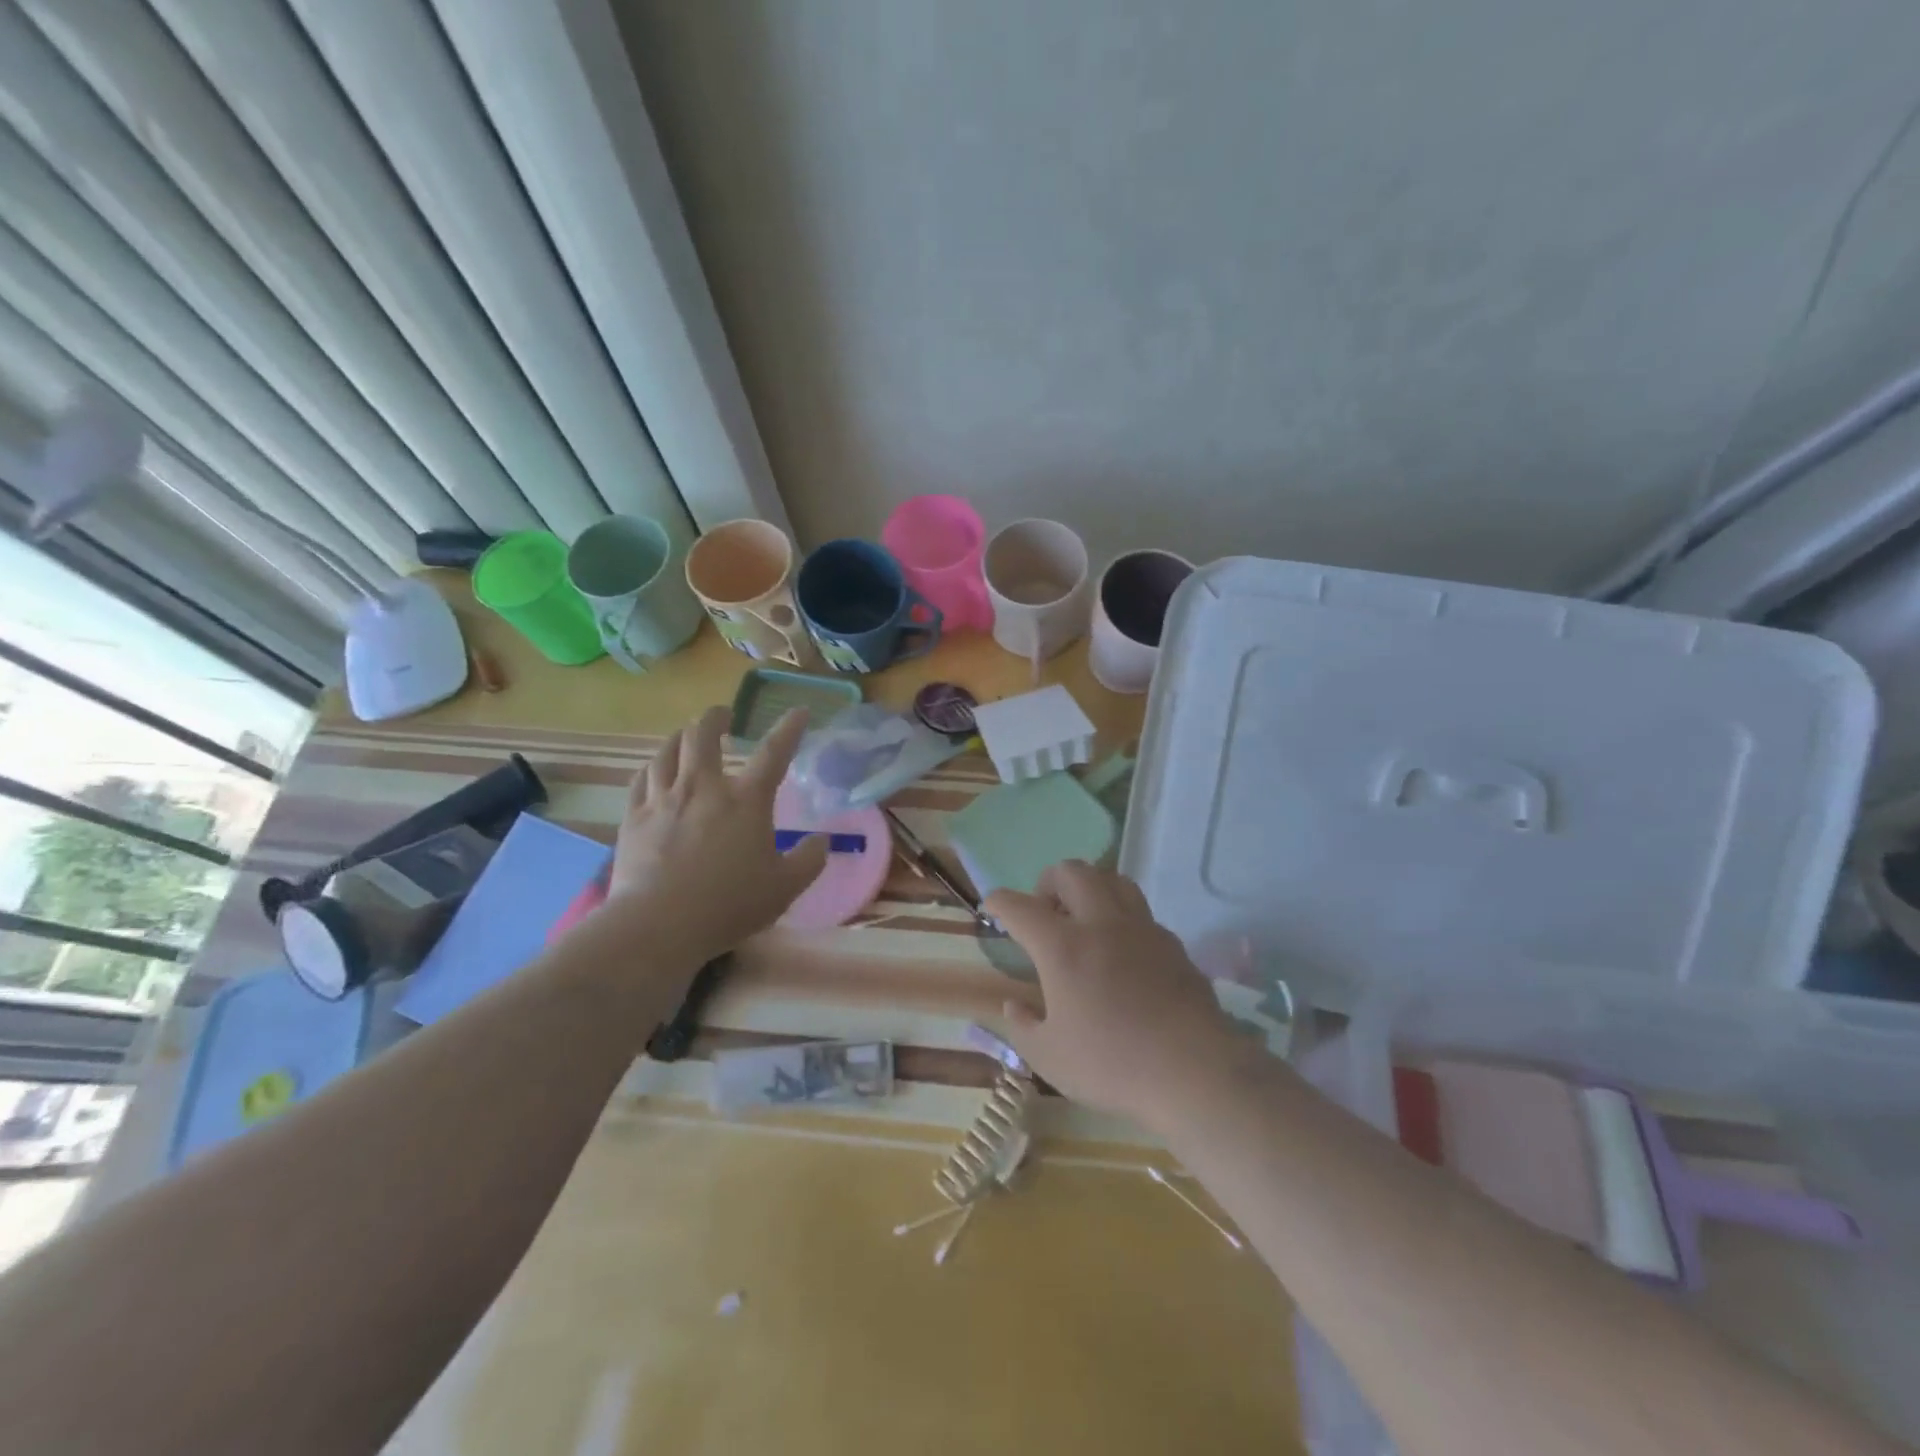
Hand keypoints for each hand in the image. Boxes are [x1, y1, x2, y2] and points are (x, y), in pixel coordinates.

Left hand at [603, 706, 827, 965]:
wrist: (658, 925)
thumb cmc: (729, 905)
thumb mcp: (785, 888)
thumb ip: (809, 860)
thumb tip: (822, 840)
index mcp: (746, 801)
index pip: (774, 752)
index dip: (790, 728)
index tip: (799, 711)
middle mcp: (703, 788)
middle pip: (703, 734)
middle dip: (715, 717)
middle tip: (724, 716)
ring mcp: (663, 799)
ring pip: (667, 750)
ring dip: (681, 737)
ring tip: (687, 737)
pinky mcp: (634, 817)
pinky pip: (641, 778)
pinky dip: (653, 767)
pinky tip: (655, 771)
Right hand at [986, 861, 1237, 1127]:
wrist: (1195, 1072)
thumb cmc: (1113, 1065)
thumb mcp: (1049, 1058)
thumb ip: (1023, 1027)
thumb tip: (1013, 1005)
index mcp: (1063, 947)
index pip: (1020, 906)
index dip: (1000, 901)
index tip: (992, 907)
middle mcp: (1102, 924)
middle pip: (1071, 872)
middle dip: (1048, 881)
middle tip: (1044, 910)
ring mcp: (1142, 929)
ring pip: (1113, 880)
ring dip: (1090, 888)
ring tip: (1083, 918)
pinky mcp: (1173, 944)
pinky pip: (1141, 913)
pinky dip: (1122, 919)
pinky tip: (1122, 952)